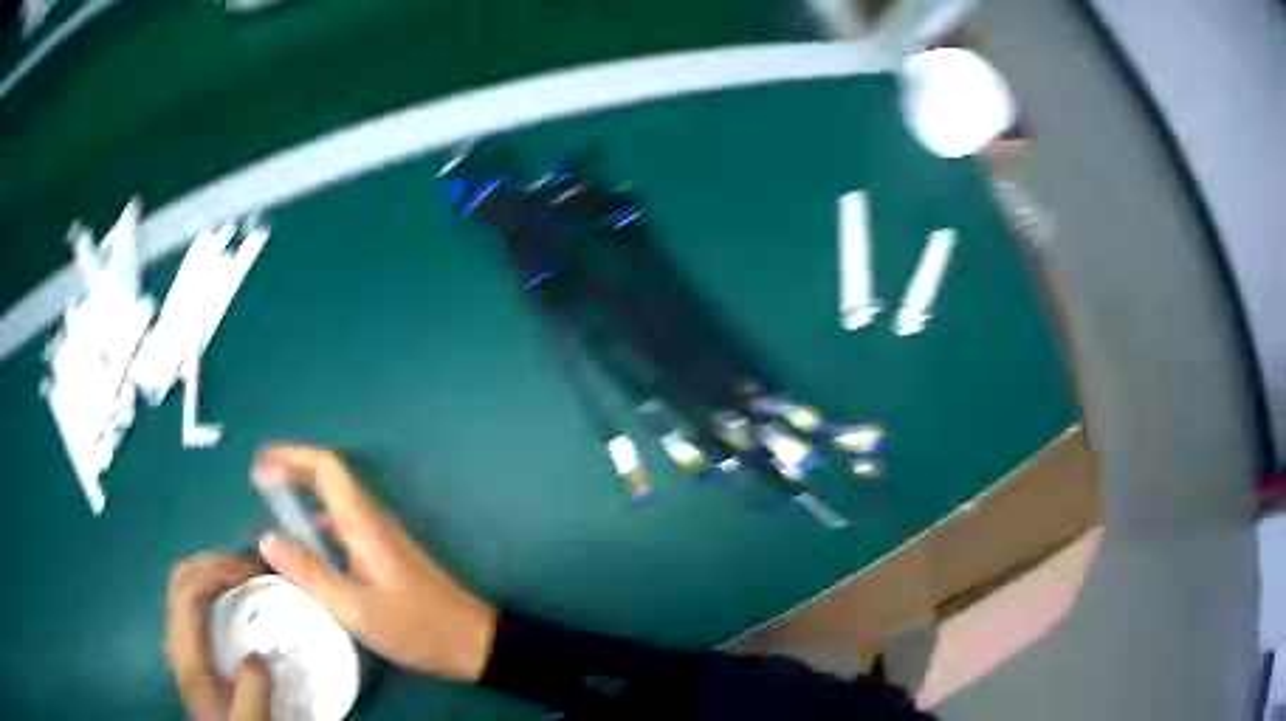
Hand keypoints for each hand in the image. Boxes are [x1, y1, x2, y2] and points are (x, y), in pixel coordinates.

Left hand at [166, 554, 271, 720]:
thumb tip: (258, 658)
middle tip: (251, 568)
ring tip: (246, 575)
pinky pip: (194, 597)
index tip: (252, 576)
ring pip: (184, 582)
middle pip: (182, 577)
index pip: (189, 593)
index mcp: (187, 654)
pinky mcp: (190, 642)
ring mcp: (180, 637)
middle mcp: (177, 638)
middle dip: (214, 562)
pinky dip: (213, 584)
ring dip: (213, 569)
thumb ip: (252, 693)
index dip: (217, 573)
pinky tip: (235, 596)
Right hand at [252, 445, 497, 682]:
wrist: (474, 642)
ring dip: (304, 492)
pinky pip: (345, 524)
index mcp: (364, 525)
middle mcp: (373, 521)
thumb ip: (311, 574)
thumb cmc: (417, 628)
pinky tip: (308, 544)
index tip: (259, 467)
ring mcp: (382, 538)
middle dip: (292, 469)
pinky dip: (319, 520)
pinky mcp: (387, 556)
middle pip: (330, 477)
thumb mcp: (356, 610)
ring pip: (337, 501)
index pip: (327, 468)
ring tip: (273, 505)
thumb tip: (267, 538)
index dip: (291, 457)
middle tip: (258, 479)